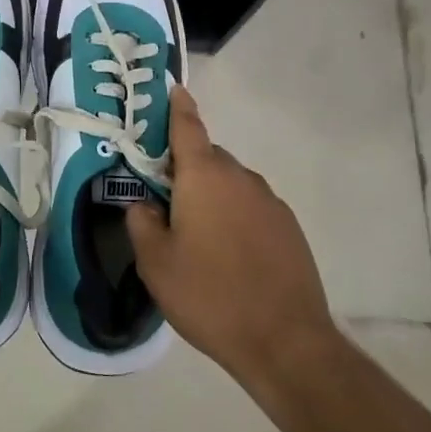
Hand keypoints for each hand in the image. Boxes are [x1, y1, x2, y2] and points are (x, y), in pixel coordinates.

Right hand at [125, 86, 339, 388]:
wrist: (286, 342)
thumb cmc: (209, 295)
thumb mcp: (155, 263)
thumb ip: (141, 223)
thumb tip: (144, 204)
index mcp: (203, 176)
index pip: (187, 126)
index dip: (178, 107)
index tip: (174, 89)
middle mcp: (239, 177)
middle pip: (207, 158)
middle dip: (186, 171)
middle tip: (167, 205)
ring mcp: (270, 201)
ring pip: (231, 185)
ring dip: (213, 197)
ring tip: (200, 240)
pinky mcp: (289, 227)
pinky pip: (252, 208)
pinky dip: (237, 218)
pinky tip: (231, 256)